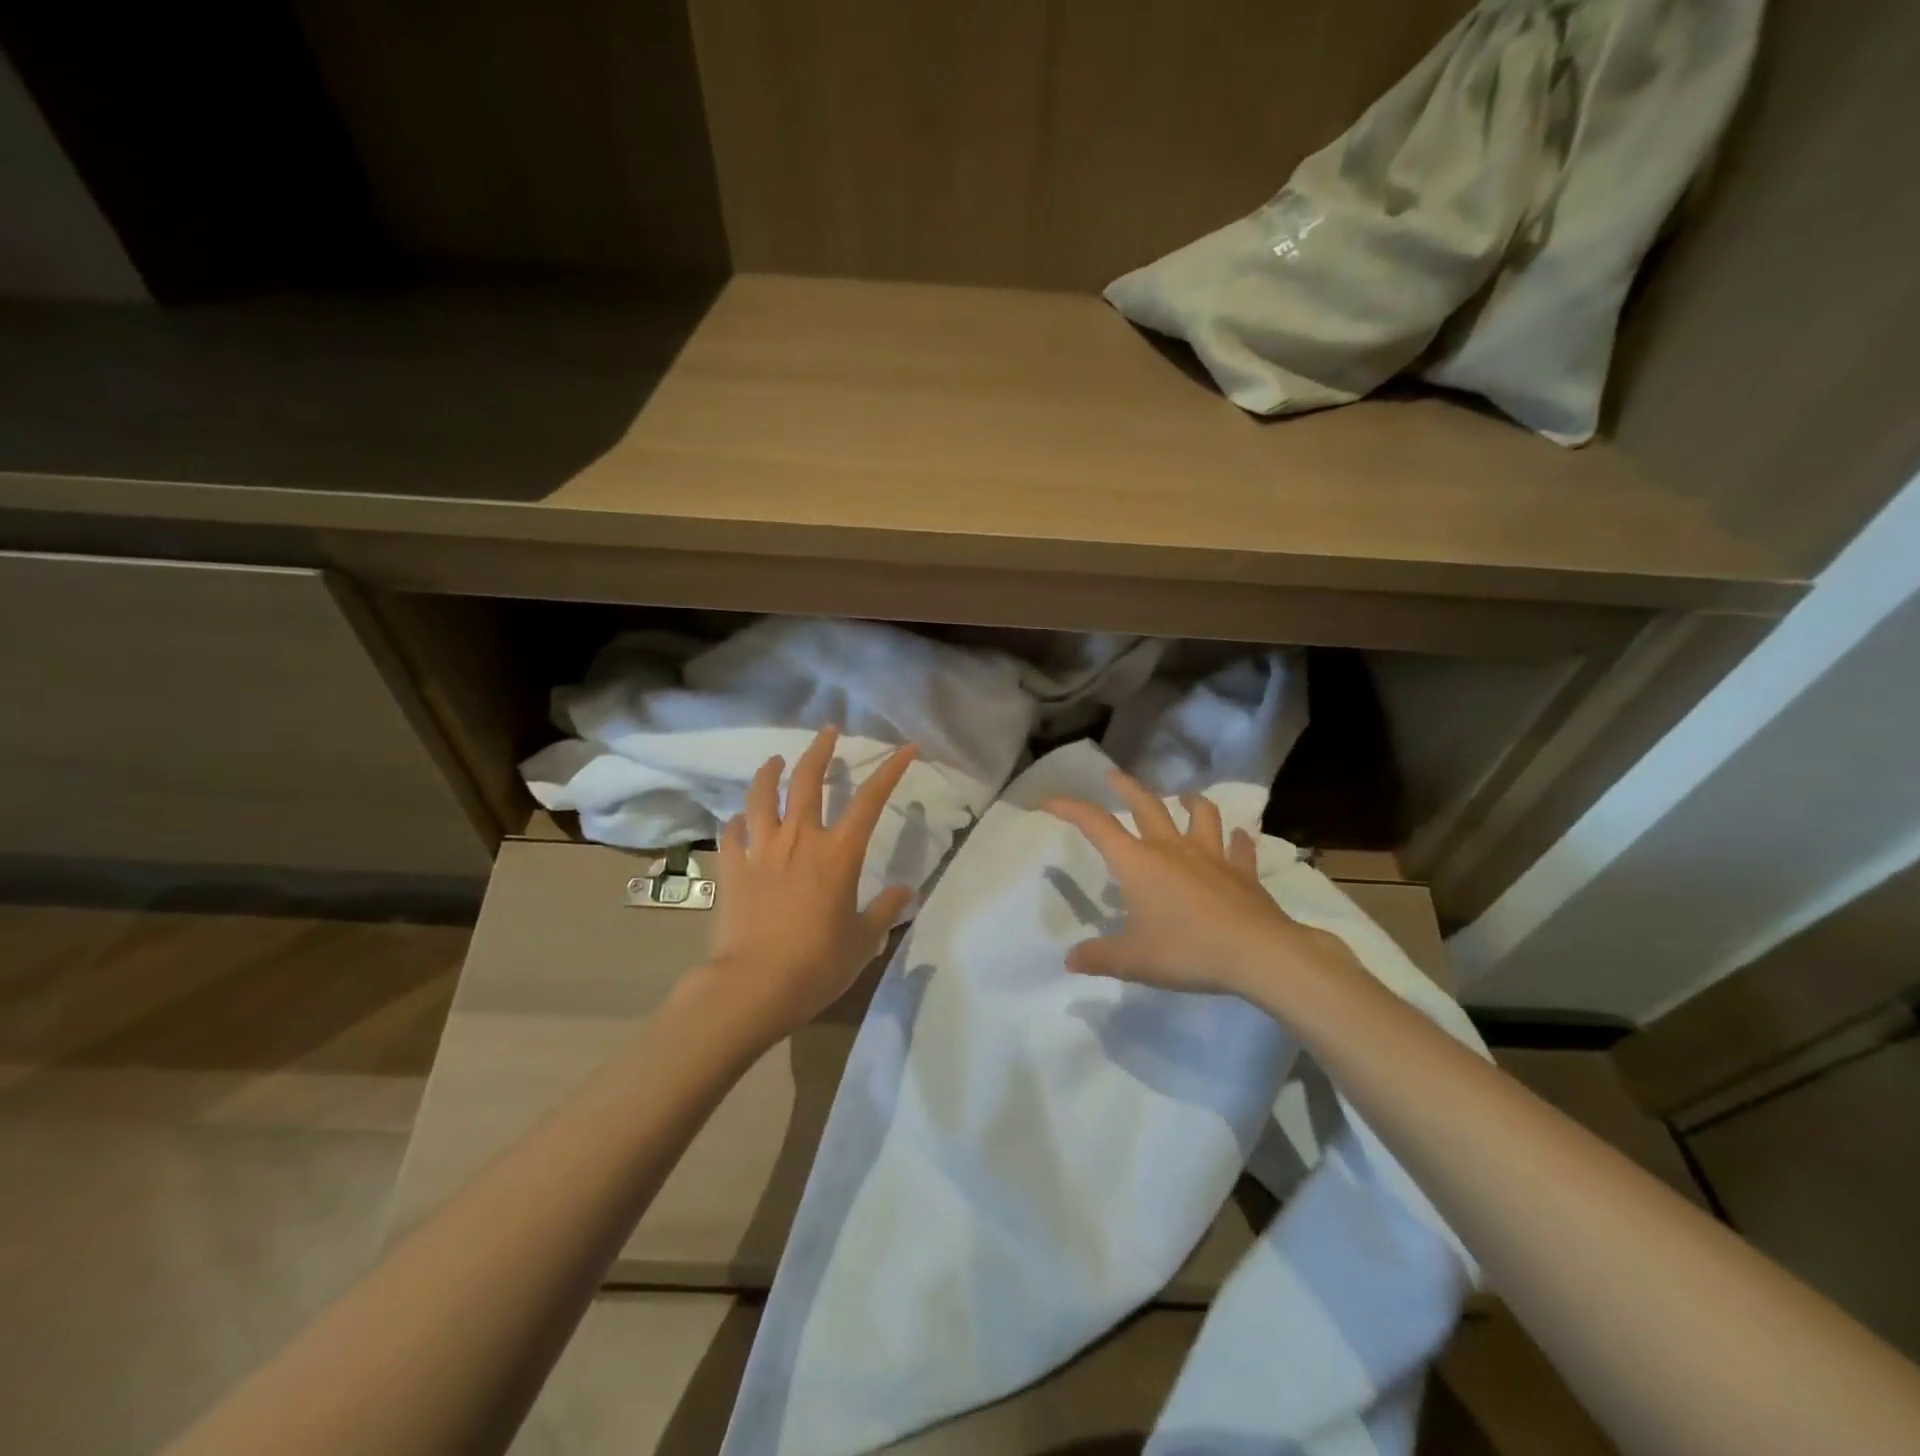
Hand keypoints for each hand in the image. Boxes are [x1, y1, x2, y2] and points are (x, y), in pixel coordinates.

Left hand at [697, 725, 916, 1040]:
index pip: (871, 800)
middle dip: (821, 750)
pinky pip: (732, 832)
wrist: (753, 986)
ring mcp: (761, 850)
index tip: (906, 748)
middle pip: (809, 780)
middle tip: (828, 731)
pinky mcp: (732, 868)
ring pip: (762, 796)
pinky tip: (739, 818)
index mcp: (839, 853)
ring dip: (770, 772)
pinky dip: (737, 820)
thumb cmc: (817, 964)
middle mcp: (800, 839)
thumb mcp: (863, 941)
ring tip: (775, 760)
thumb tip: (905, 892)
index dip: (891, 770)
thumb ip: (884, 911)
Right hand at [1044, 771, 1355, 1000]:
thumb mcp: (1133, 961)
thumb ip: (1099, 957)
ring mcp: (1211, 856)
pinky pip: (1240, 848)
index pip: (1096, 824)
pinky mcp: (1243, 872)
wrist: (1256, 953)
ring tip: (1184, 797)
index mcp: (1137, 862)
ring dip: (1190, 802)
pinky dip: (1237, 840)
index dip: (1069, 808)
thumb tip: (1070, 960)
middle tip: (1113, 775)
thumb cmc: (1186, 950)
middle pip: (1146, 805)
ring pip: (1201, 815)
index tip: (1049, 800)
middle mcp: (1171, 849)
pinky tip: (1238, 838)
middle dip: (1126, 787)